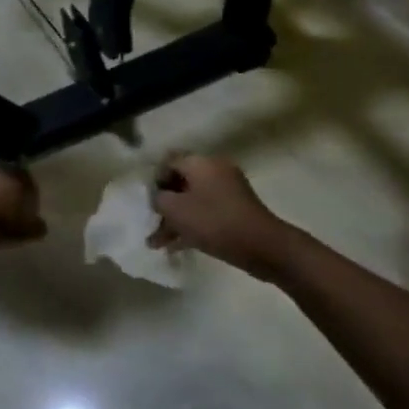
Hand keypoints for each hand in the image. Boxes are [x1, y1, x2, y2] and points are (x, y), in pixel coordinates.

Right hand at [148, 153, 290, 279]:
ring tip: (157, 244)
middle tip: (150, 224)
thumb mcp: (176, 210)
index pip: (169, 161)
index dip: (154, 180)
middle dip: (164, 204)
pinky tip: (176, 247)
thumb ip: (159, 199)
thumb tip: (158, 197)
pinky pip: (207, 213)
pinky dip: (192, 226)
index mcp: (201, 163)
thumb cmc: (213, 221)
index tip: (146, 202)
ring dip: (175, 220)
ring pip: (193, 201)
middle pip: (181, 182)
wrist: (261, 245)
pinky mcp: (236, 211)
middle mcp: (215, 170)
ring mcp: (228, 191)